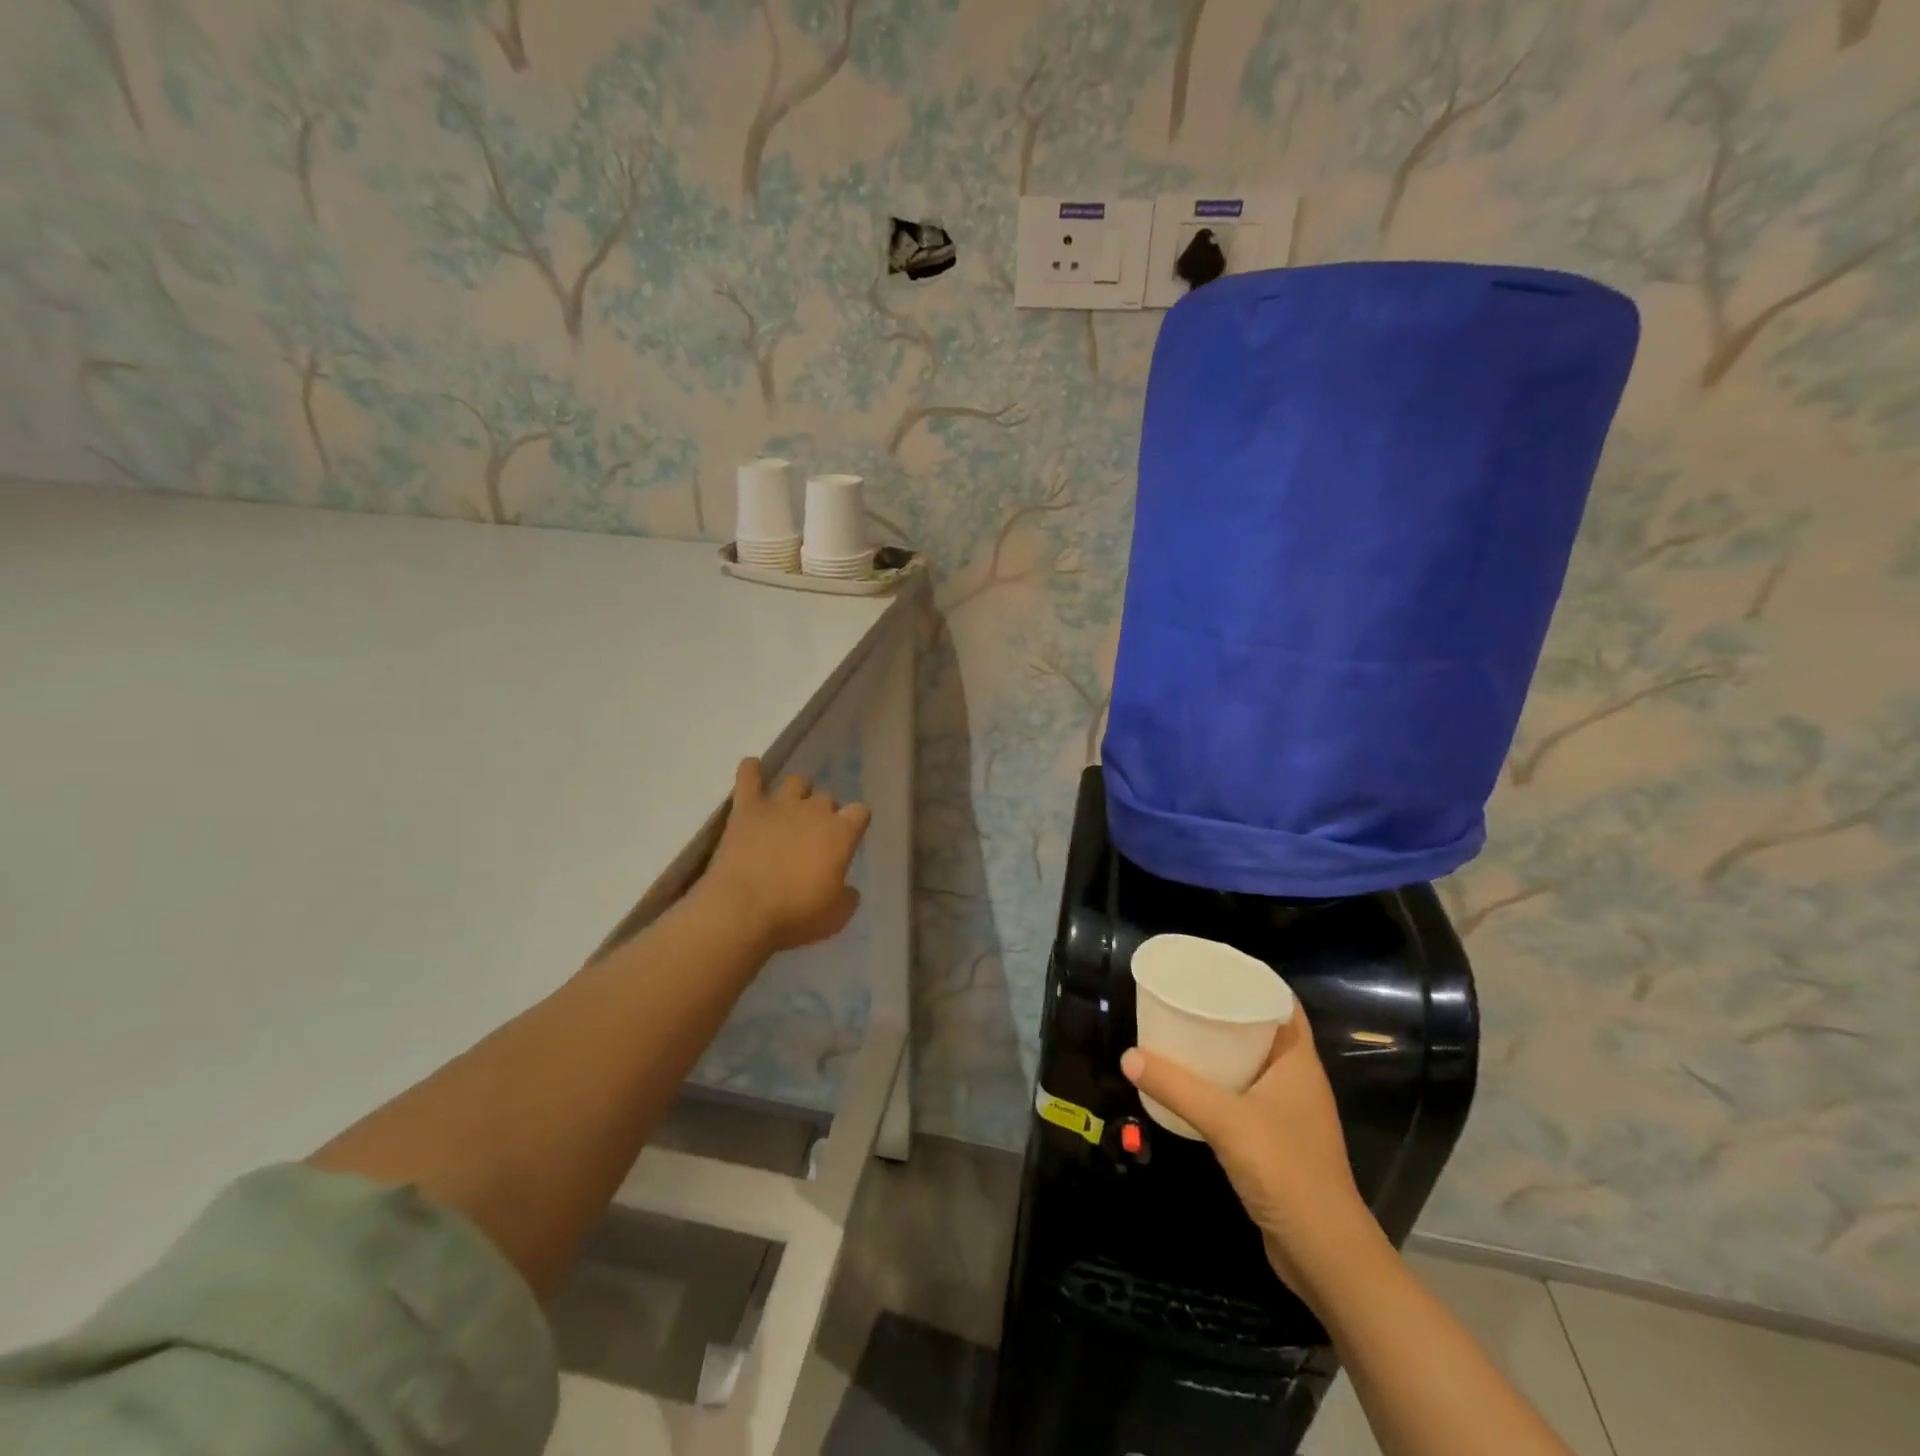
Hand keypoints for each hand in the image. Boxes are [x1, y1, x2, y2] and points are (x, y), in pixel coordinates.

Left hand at [701, 758, 870, 953]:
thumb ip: (847, 896)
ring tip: (789, 808)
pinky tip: (752, 768)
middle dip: (824, 812)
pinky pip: (748, 777)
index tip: (849, 836)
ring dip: (797, 792)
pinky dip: (751, 770)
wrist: (742, 910)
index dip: (856, 822)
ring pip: (796, 781)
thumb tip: (849, 888)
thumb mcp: (836, 916)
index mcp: (841, 833)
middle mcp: (814, 810)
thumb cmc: (795, 915)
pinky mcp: (747, 808)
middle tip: (813, 835)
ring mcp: (779, 805)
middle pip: (827, 798)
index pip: (860, 811)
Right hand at [1122, 1006, 1370, 1295]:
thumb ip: (1178, 1087)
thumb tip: (1129, 1056)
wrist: (1324, 1255)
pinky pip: (1243, 1094)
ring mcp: (1287, 1112)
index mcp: (1298, 1062)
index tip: (1212, 966)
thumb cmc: (1286, 1172)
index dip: (1252, 979)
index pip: (1282, 1003)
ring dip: (1220, 1048)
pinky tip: (1188, 1083)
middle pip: (1261, 1030)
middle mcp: (1296, 1080)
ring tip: (1178, 1031)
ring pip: (1250, 1064)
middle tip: (1185, 996)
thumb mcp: (1227, 1122)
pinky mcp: (1274, 1141)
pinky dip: (1218, 1082)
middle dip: (1226, 1011)